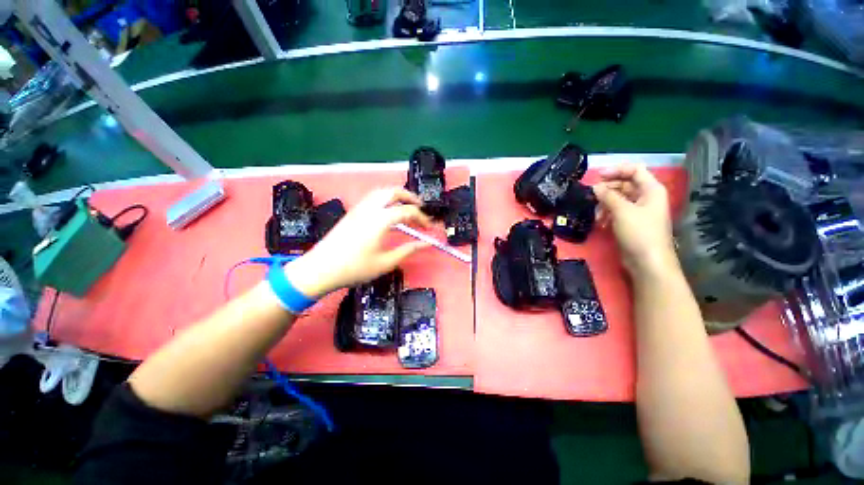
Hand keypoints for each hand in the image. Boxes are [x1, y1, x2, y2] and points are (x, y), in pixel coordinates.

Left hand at [284, 188, 431, 297]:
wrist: (320, 269)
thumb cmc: (355, 268)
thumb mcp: (385, 262)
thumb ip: (408, 250)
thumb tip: (426, 244)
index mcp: (380, 220)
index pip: (408, 211)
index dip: (422, 218)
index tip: (429, 228)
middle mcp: (370, 208)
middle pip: (393, 192)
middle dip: (410, 197)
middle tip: (420, 208)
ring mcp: (359, 208)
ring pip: (381, 191)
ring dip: (397, 195)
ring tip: (406, 206)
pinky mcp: (352, 212)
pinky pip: (372, 197)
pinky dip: (385, 198)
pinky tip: (388, 210)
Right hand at [593, 164, 677, 276]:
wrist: (647, 262)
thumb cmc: (639, 232)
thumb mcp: (622, 211)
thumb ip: (608, 196)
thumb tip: (595, 187)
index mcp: (651, 190)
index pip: (634, 170)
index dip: (616, 170)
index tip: (596, 176)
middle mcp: (646, 197)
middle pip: (625, 185)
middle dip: (607, 190)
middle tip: (591, 196)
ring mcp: (639, 211)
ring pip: (619, 199)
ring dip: (605, 204)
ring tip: (596, 214)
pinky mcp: (631, 223)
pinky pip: (617, 212)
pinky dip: (608, 214)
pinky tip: (601, 222)